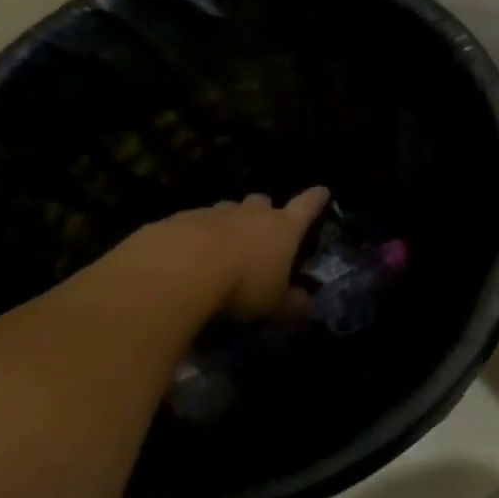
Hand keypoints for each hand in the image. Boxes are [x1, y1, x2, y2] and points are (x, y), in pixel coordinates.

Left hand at [136, 187, 330, 320]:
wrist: (176, 271)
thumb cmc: (240, 287)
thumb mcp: (272, 306)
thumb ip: (290, 305)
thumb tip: (305, 305)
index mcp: (282, 229)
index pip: (306, 207)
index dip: (315, 200)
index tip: (322, 191)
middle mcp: (249, 214)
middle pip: (261, 203)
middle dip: (263, 212)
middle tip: (260, 231)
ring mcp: (211, 214)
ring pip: (225, 211)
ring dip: (226, 224)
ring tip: (220, 248)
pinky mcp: (176, 221)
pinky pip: (190, 225)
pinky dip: (192, 236)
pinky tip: (184, 258)